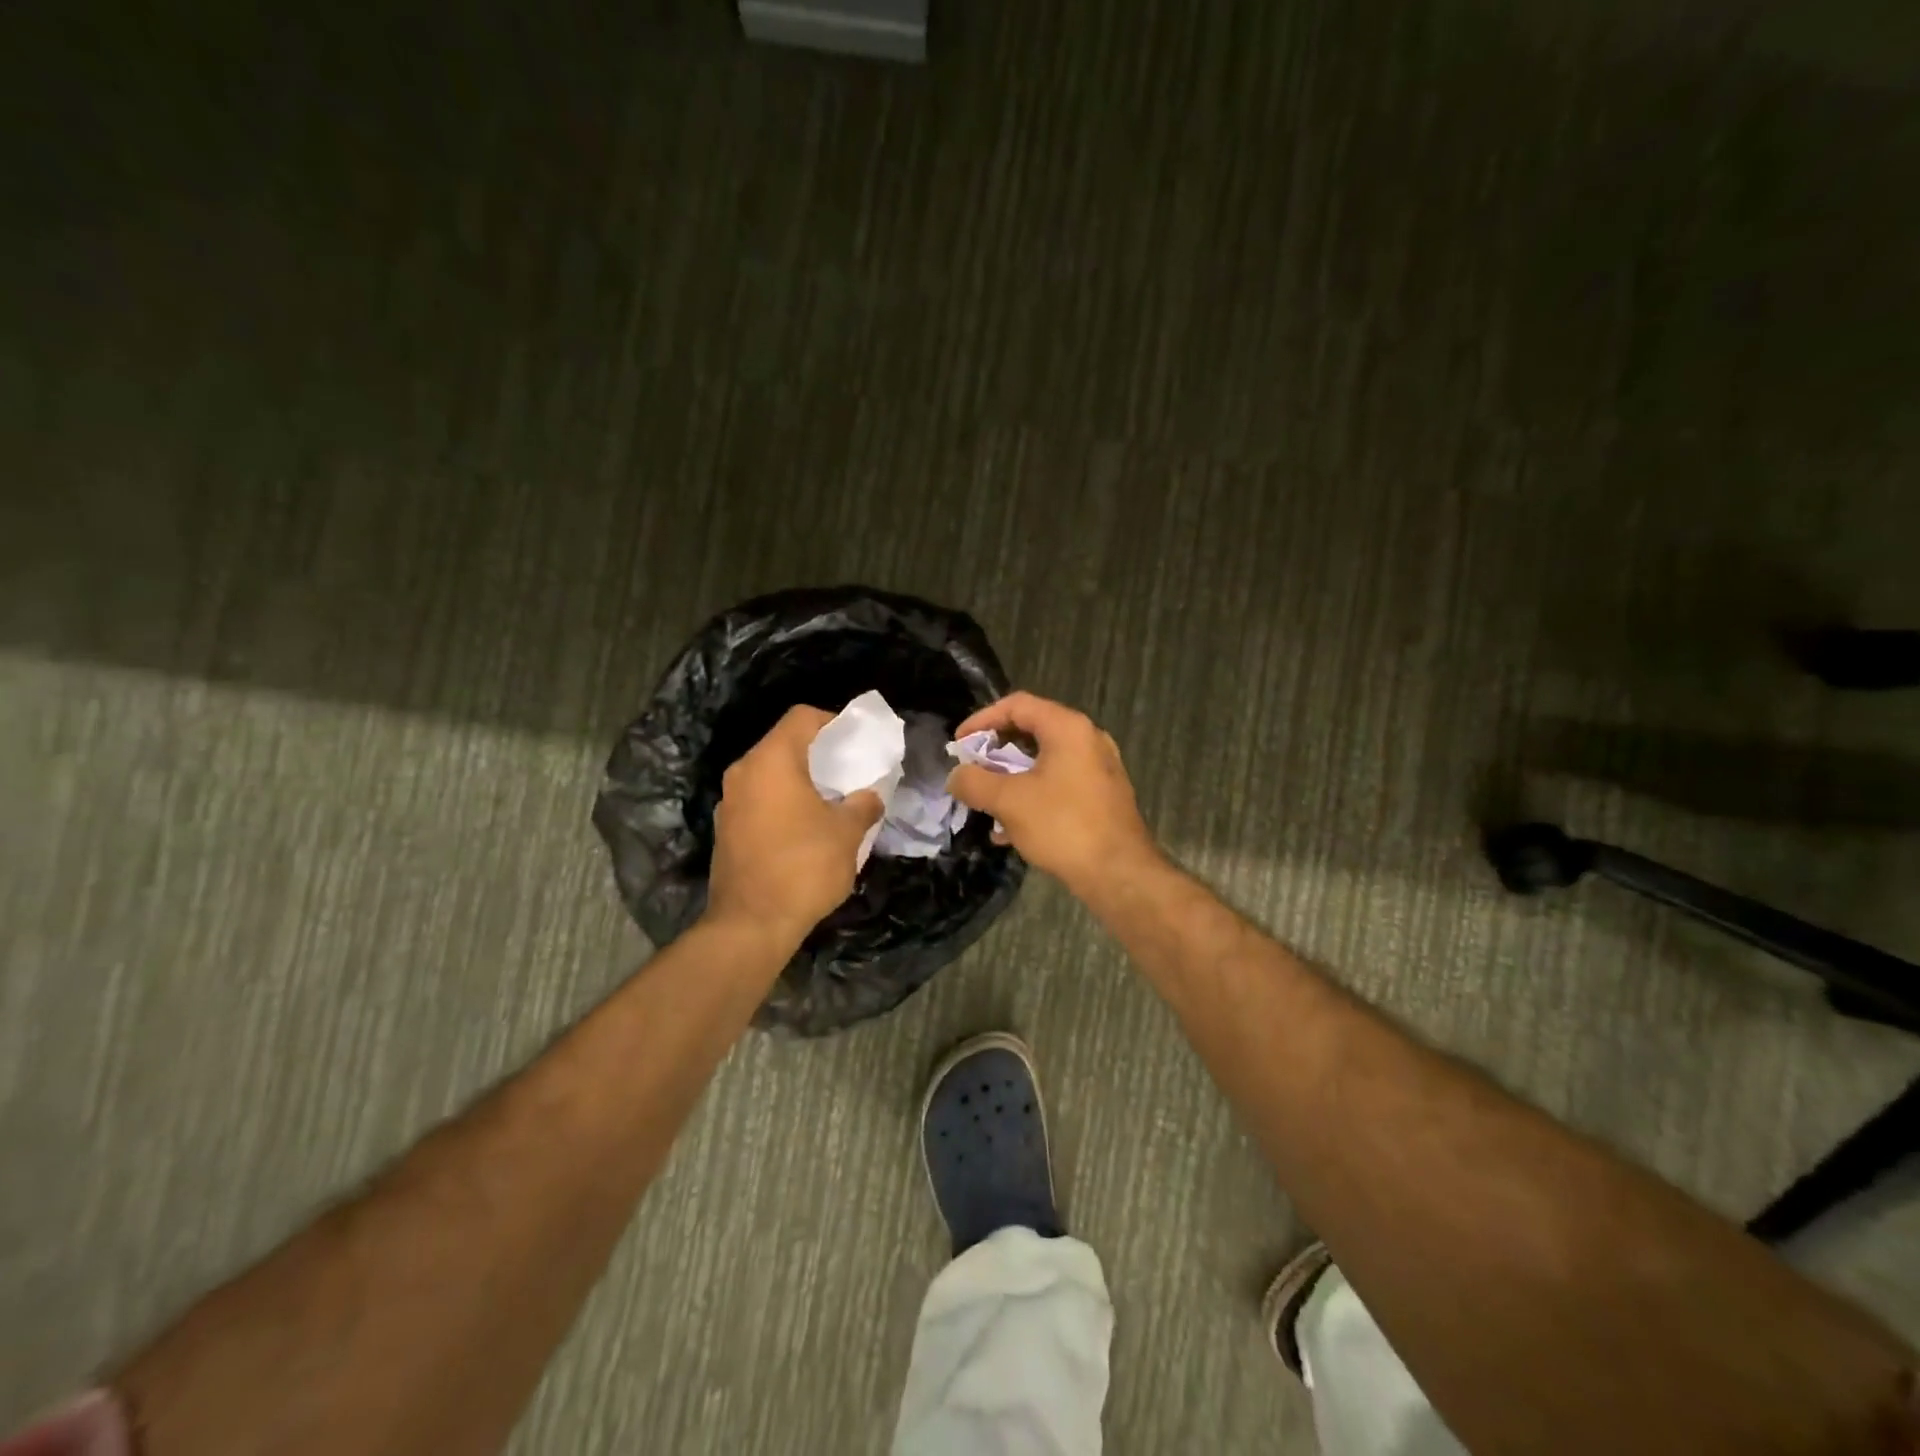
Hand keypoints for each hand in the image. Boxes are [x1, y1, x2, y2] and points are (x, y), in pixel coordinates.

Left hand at [705, 706, 883, 947]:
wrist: (751, 924)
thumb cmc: (804, 867)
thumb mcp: (847, 833)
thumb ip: (863, 805)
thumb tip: (869, 796)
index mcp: (771, 761)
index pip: (801, 717)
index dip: (832, 721)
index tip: (855, 741)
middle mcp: (743, 773)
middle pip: (782, 744)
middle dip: (817, 753)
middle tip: (847, 770)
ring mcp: (729, 803)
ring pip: (768, 775)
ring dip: (798, 780)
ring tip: (829, 800)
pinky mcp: (725, 831)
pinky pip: (758, 801)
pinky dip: (781, 804)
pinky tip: (804, 829)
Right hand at [945, 691, 1159, 893]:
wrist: (1119, 874)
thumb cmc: (1063, 826)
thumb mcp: (1009, 801)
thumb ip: (974, 782)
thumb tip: (956, 776)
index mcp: (1068, 728)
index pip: (1017, 705)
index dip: (981, 720)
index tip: (959, 745)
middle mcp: (1088, 739)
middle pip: (1031, 731)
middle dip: (995, 752)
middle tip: (971, 771)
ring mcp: (1099, 768)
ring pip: (1044, 761)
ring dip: (1011, 777)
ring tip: (986, 802)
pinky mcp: (1102, 796)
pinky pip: (1059, 783)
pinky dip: (1032, 794)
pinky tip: (1010, 829)